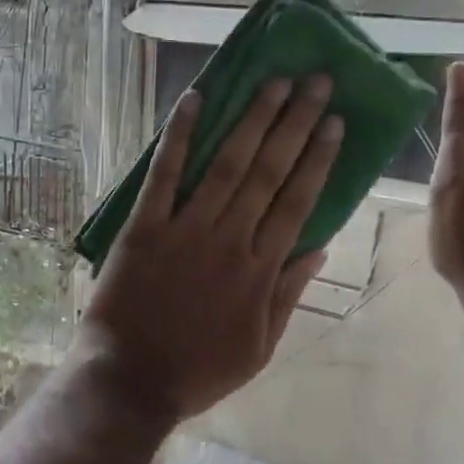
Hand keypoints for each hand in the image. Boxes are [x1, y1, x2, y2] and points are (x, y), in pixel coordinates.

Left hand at [80, 76, 343, 421]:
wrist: (130, 381)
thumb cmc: (197, 370)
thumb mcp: (259, 347)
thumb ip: (288, 294)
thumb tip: (319, 247)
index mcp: (260, 270)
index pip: (298, 202)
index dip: (317, 159)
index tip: (334, 122)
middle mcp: (230, 240)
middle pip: (270, 173)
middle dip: (295, 123)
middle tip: (315, 82)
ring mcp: (186, 230)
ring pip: (227, 165)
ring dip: (252, 120)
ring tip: (275, 82)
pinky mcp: (144, 227)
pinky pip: (164, 175)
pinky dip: (179, 136)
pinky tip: (194, 100)